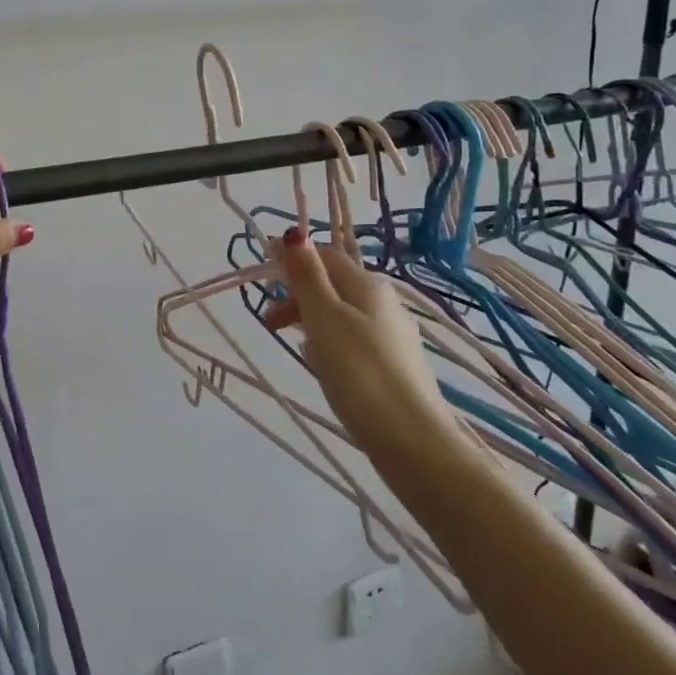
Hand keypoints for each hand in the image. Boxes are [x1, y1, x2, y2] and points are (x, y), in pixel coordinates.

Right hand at [263, 233, 446, 444]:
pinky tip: (324, 367)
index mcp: (367, 285)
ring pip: (342, 315)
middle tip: (269, 323)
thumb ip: (307, 276)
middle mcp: (384, 302)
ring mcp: (392, 335)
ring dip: (312, 321)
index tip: (262, 280)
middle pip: (333, 285)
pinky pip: (353, 341)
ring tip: (294, 346)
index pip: (325, 255)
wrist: (412, 441)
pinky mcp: (394, 366)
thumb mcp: (324, 318)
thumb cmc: (360, 372)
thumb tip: (294, 233)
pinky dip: (331, 345)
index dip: (293, 260)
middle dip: (298, 296)